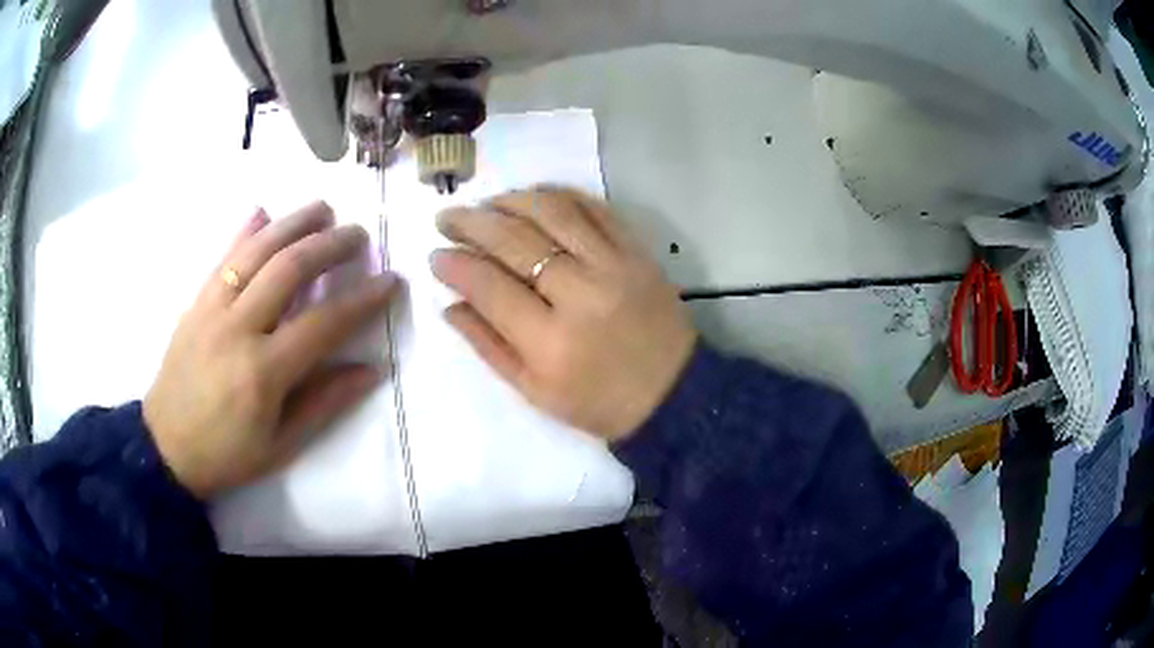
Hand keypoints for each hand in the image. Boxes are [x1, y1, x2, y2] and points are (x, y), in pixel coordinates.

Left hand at [144, 202, 397, 498]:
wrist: (165, 447)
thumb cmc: (227, 454)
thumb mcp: (281, 446)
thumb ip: (324, 404)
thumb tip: (371, 369)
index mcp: (263, 372)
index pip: (323, 324)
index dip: (362, 300)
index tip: (390, 280)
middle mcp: (237, 330)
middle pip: (289, 270)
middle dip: (329, 245)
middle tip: (358, 234)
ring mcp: (211, 310)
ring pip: (255, 252)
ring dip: (292, 224)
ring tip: (322, 209)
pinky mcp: (195, 304)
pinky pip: (222, 258)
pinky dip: (245, 232)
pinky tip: (263, 212)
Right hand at [432, 187, 696, 441]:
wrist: (673, 394)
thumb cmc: (598, 403)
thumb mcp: (534, 390)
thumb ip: (487, 344)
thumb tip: (449, 302)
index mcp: (550, 343)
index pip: (489, 286)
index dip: (456, 265)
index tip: (435, 255)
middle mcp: (581, 295)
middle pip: (516, 241)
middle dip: (471, 223)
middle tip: (447, 217)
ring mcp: (614, 266)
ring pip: (554, 212)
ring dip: (511, 200)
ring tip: (485, 203)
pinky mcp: (638, 252)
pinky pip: (594, 208)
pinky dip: (559, 195)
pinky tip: (533, 196)